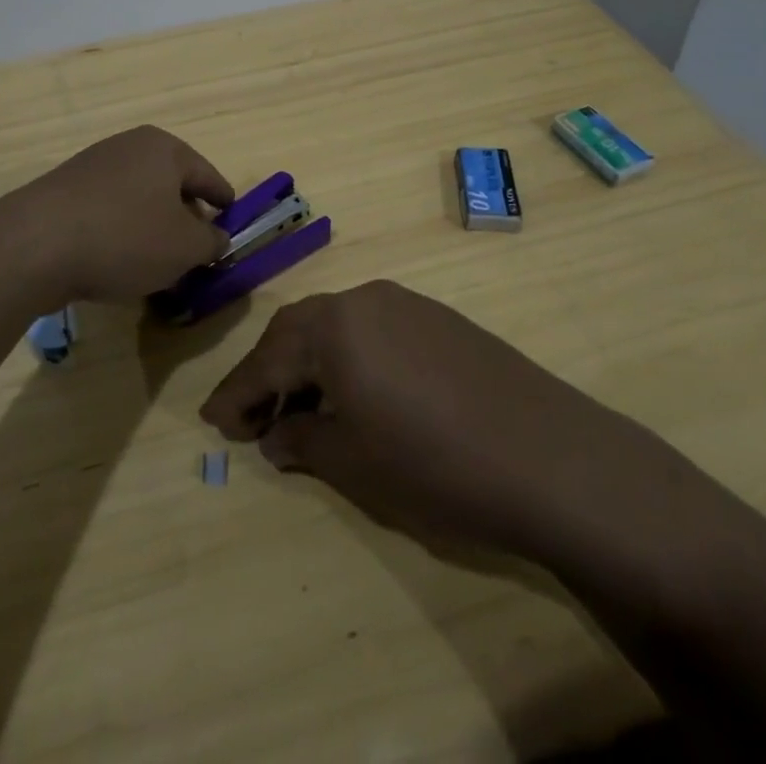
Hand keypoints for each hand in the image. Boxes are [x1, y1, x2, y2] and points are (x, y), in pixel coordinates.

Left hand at [0, 126, 234, 311]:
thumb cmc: (124, 238)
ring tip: (157, 263)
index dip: (224, 203)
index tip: (232, 224)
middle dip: (186, 217)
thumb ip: (211, 242)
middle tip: (195, 250)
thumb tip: (218, 238)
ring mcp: (93, 165)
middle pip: (172, 185)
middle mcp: (129, 146)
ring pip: (139, 198)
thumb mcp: (185, 248)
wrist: (34, 245)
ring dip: (152, 227)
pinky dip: (121, 231)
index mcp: (165, 149)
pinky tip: (117, 261)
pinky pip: (108, 210)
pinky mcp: (65, 190)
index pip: (208, 176)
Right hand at [201, 281, 736, 570]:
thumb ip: (303, 440)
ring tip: (304, 408)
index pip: (267, 359)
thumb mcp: (354, 463)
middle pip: (299, 331)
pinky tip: (359, 394)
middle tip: (253, 416)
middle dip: (270, 372)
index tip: (214, 424)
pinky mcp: (440, 319)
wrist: (552, 458)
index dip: (236, 395)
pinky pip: (374, 330)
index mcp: (334, 327)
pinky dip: (351, 358)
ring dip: (312, 363)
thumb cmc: (436, 465)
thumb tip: (276, 433)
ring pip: (338, 327)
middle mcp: (364, 300)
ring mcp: (407, 304)